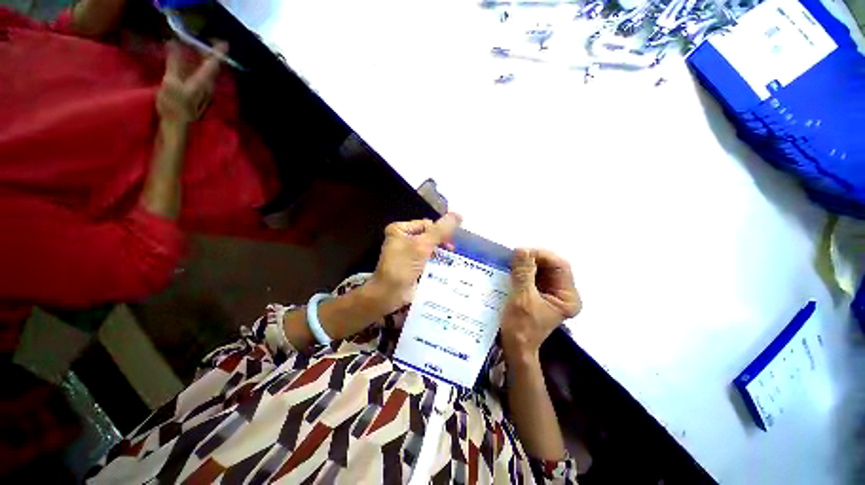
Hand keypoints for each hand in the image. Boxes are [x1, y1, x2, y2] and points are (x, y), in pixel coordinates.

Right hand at [156, 41, 225, 124]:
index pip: (213, 63)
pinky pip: (202, 81)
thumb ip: (174, 62)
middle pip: (212, 69)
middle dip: (210, 56)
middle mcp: (209, 88)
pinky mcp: (200, 100)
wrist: (177, 128)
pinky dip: (199, 72)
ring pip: (208, 76)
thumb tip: (174, 43)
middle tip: (204, 44)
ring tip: (197, 53)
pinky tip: (191, 70)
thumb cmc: (174, 105)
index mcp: (203, 82)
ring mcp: (206, 95)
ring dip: (204, 63)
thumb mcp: (171, 81)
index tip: (225, 43)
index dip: (218, 52)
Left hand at [368, 213, 461, 314]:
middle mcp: (403, 239)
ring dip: (441, 253)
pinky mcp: (412, 266)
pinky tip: (447, 266)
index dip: (440, 231)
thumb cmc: (403, 266)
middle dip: (441, 242)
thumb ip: (440, 231)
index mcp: (400, 229)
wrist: (389, 294)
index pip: (426, 224)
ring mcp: (407, 253)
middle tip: (452, 251)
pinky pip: (428, 259)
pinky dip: (437, 262)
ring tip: (452, 259)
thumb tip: (459, 215)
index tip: (451, 242)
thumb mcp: (422, 245)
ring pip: (430, 248)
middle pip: (429, 236)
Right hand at [500, 249, 580, 361]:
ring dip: (527, 264)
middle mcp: (563, 293)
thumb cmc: (521, 327)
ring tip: (511, 261)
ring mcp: (551, 293)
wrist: (515, 347)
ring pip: (541, 269)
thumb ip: (523, 274)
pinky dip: (523, 271)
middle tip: (514, 256)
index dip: (542, 255)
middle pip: (551, 266)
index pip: (560, 266)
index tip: (521, 252)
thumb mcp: (522, 299)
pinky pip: (533, 276)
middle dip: (533, 259)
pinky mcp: (539, 293)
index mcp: (567, 297)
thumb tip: (521, 250)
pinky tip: (512, 269)